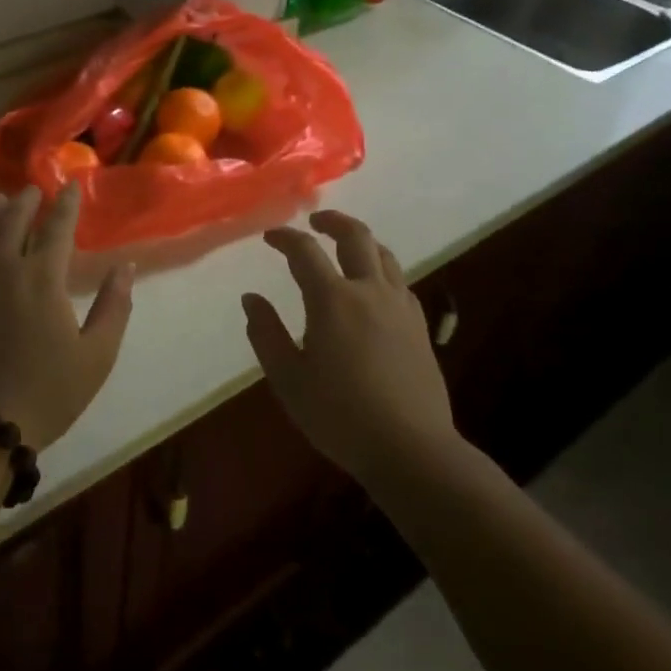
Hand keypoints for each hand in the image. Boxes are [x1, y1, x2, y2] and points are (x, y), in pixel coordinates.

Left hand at [0, 185, 134, 449]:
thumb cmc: (44, 394)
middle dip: (27, 201)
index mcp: (42, 277)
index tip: (70, 187)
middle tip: (34, 190)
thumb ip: (114, 307)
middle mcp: (0, 265)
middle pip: (13, 219)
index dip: (66, 204)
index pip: (57, 227)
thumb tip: (125, 267)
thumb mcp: (96, 357)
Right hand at [241, 210, 460, 482]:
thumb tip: (251, 299)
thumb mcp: (288, 379)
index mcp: (333, 300)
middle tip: (315, 222)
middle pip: (356, 236)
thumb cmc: (340, 416)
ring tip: (344, 246)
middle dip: (333, 221)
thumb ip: (266, 334)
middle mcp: (369, 291)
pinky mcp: (419, 326)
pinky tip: (373, 287)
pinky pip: (399, 281)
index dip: (285, 238)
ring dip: (361, 241)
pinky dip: (381, 269)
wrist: (411, 449)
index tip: (269, 237)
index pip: (305, 251)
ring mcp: (400, 307)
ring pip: (384, 255)